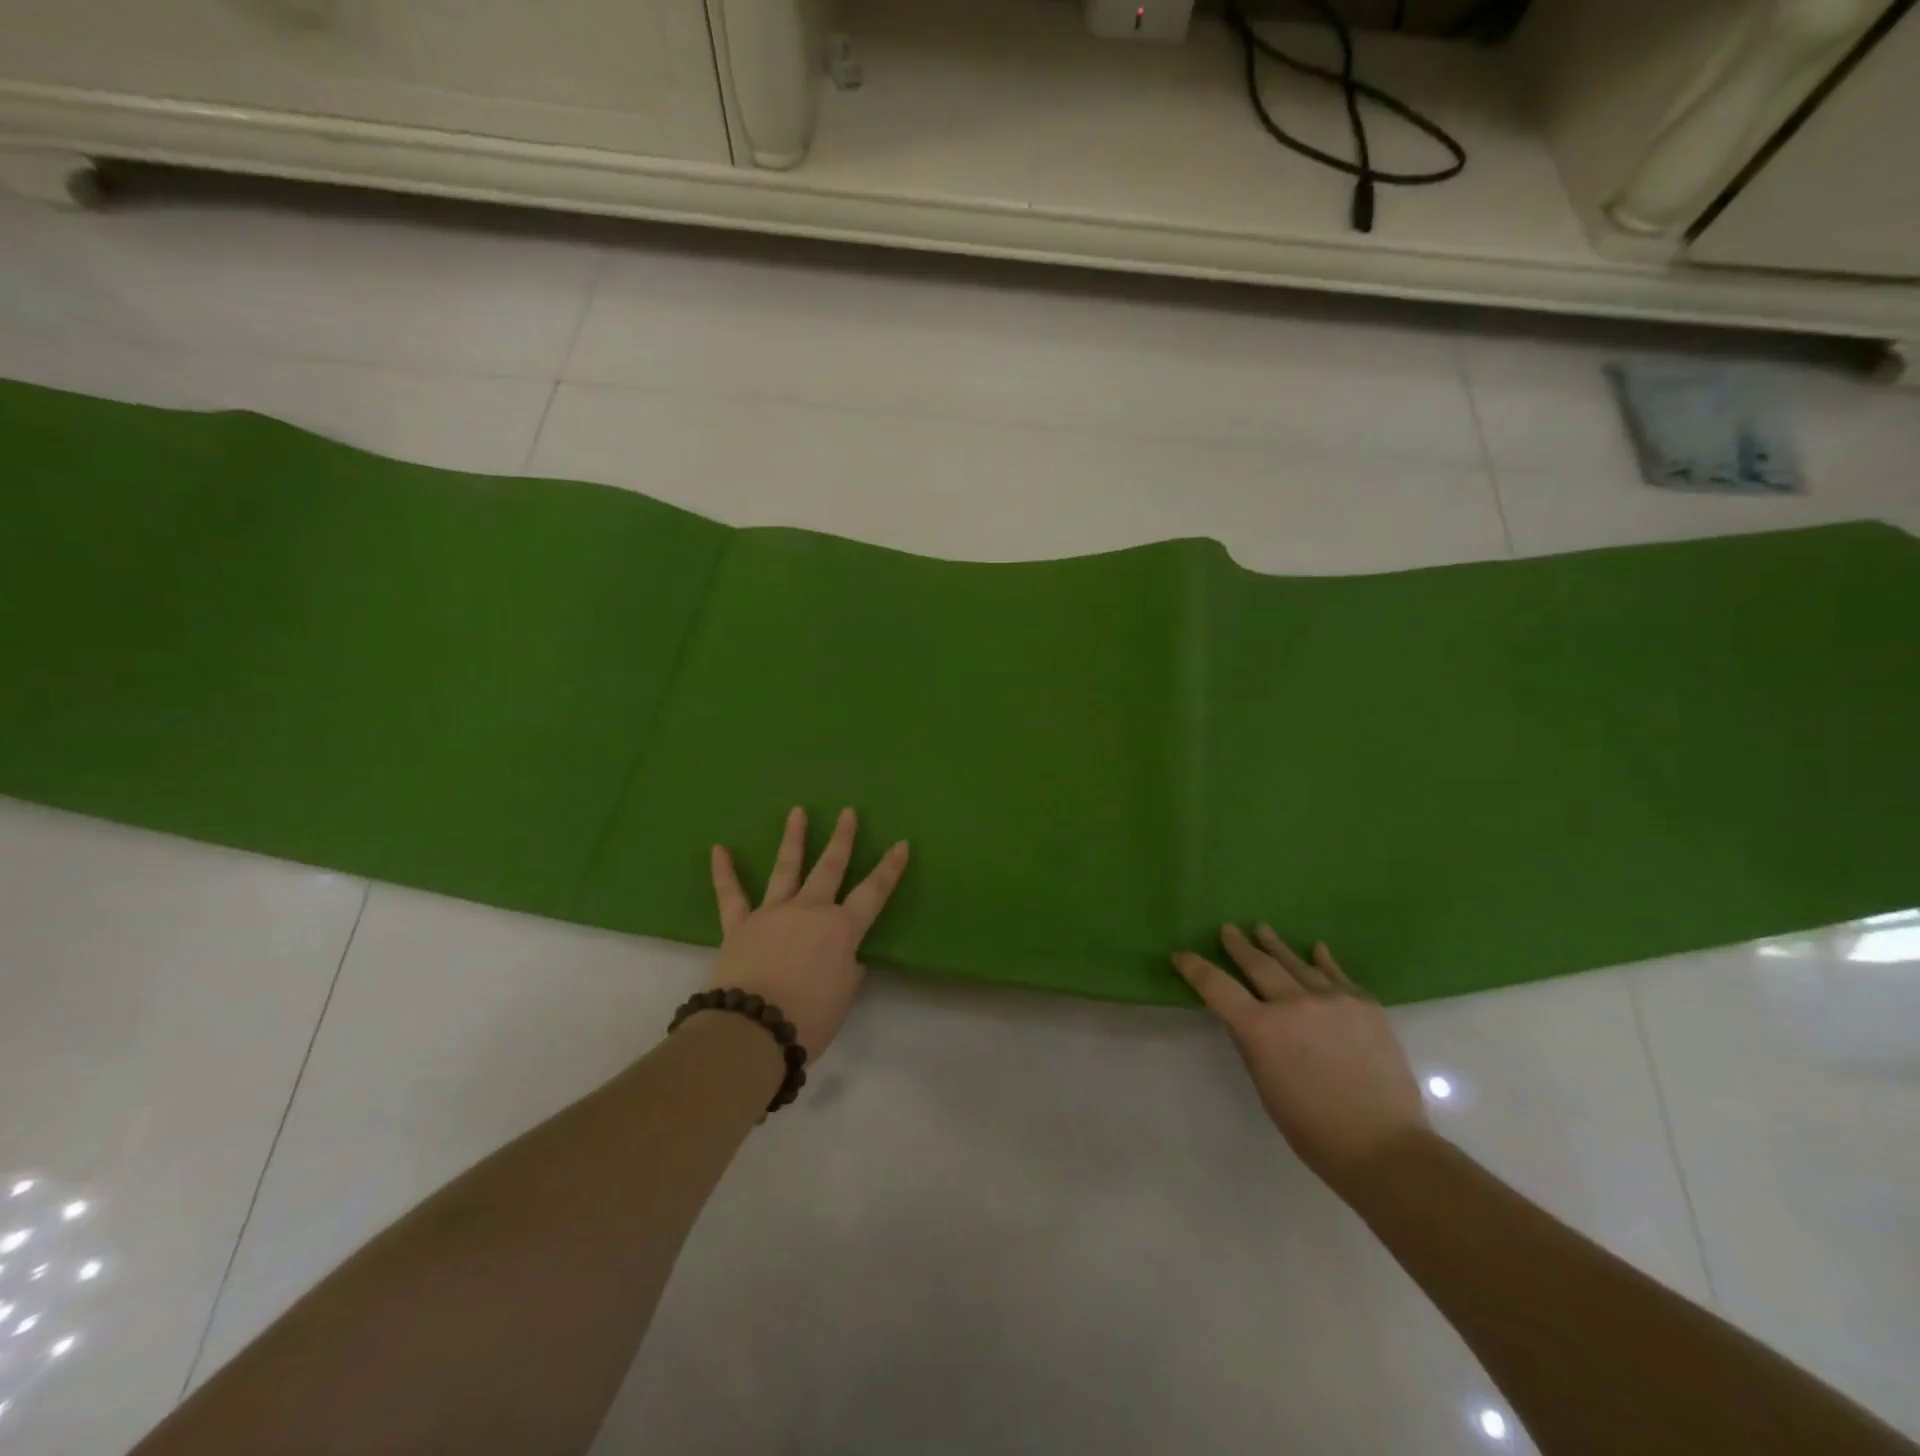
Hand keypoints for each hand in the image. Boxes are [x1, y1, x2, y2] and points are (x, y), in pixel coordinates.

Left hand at [707, 806, 909, 1060]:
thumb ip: (847, 971)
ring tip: (797, 812)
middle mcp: (810, 910)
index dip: (889, 868)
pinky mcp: (739, 925)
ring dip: (794, 839)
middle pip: (830, 867)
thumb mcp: (843, 997)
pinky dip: (724, 873)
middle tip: (848, 813)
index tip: (901, 844)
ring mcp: (773, 913)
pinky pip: (730, 895)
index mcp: (842, 928)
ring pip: (786, 869)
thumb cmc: (809, 1018)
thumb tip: (845, 959)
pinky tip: (719, 849)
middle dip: (842, 839)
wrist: (752, 1030)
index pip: (874, 892)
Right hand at [1173, 926, 1427, 1183]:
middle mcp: (1293, 1004)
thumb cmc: (1313, 1128)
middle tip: (1227, 929)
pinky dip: (1323, 961)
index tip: (1181, 955)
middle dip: (1238, 946)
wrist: (1385, 1146)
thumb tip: (1244, 1016)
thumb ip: (1252, 1043)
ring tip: (1262, 929)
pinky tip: (1317, 949)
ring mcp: (1332, 1000)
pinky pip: (1337, 975)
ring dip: (1276, 946)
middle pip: (1258, 964)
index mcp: (1261, 1029)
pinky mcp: (1365, 1005)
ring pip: (1296, 963)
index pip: (1216, 987)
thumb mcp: (1265, 1086)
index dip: (1195, 968)